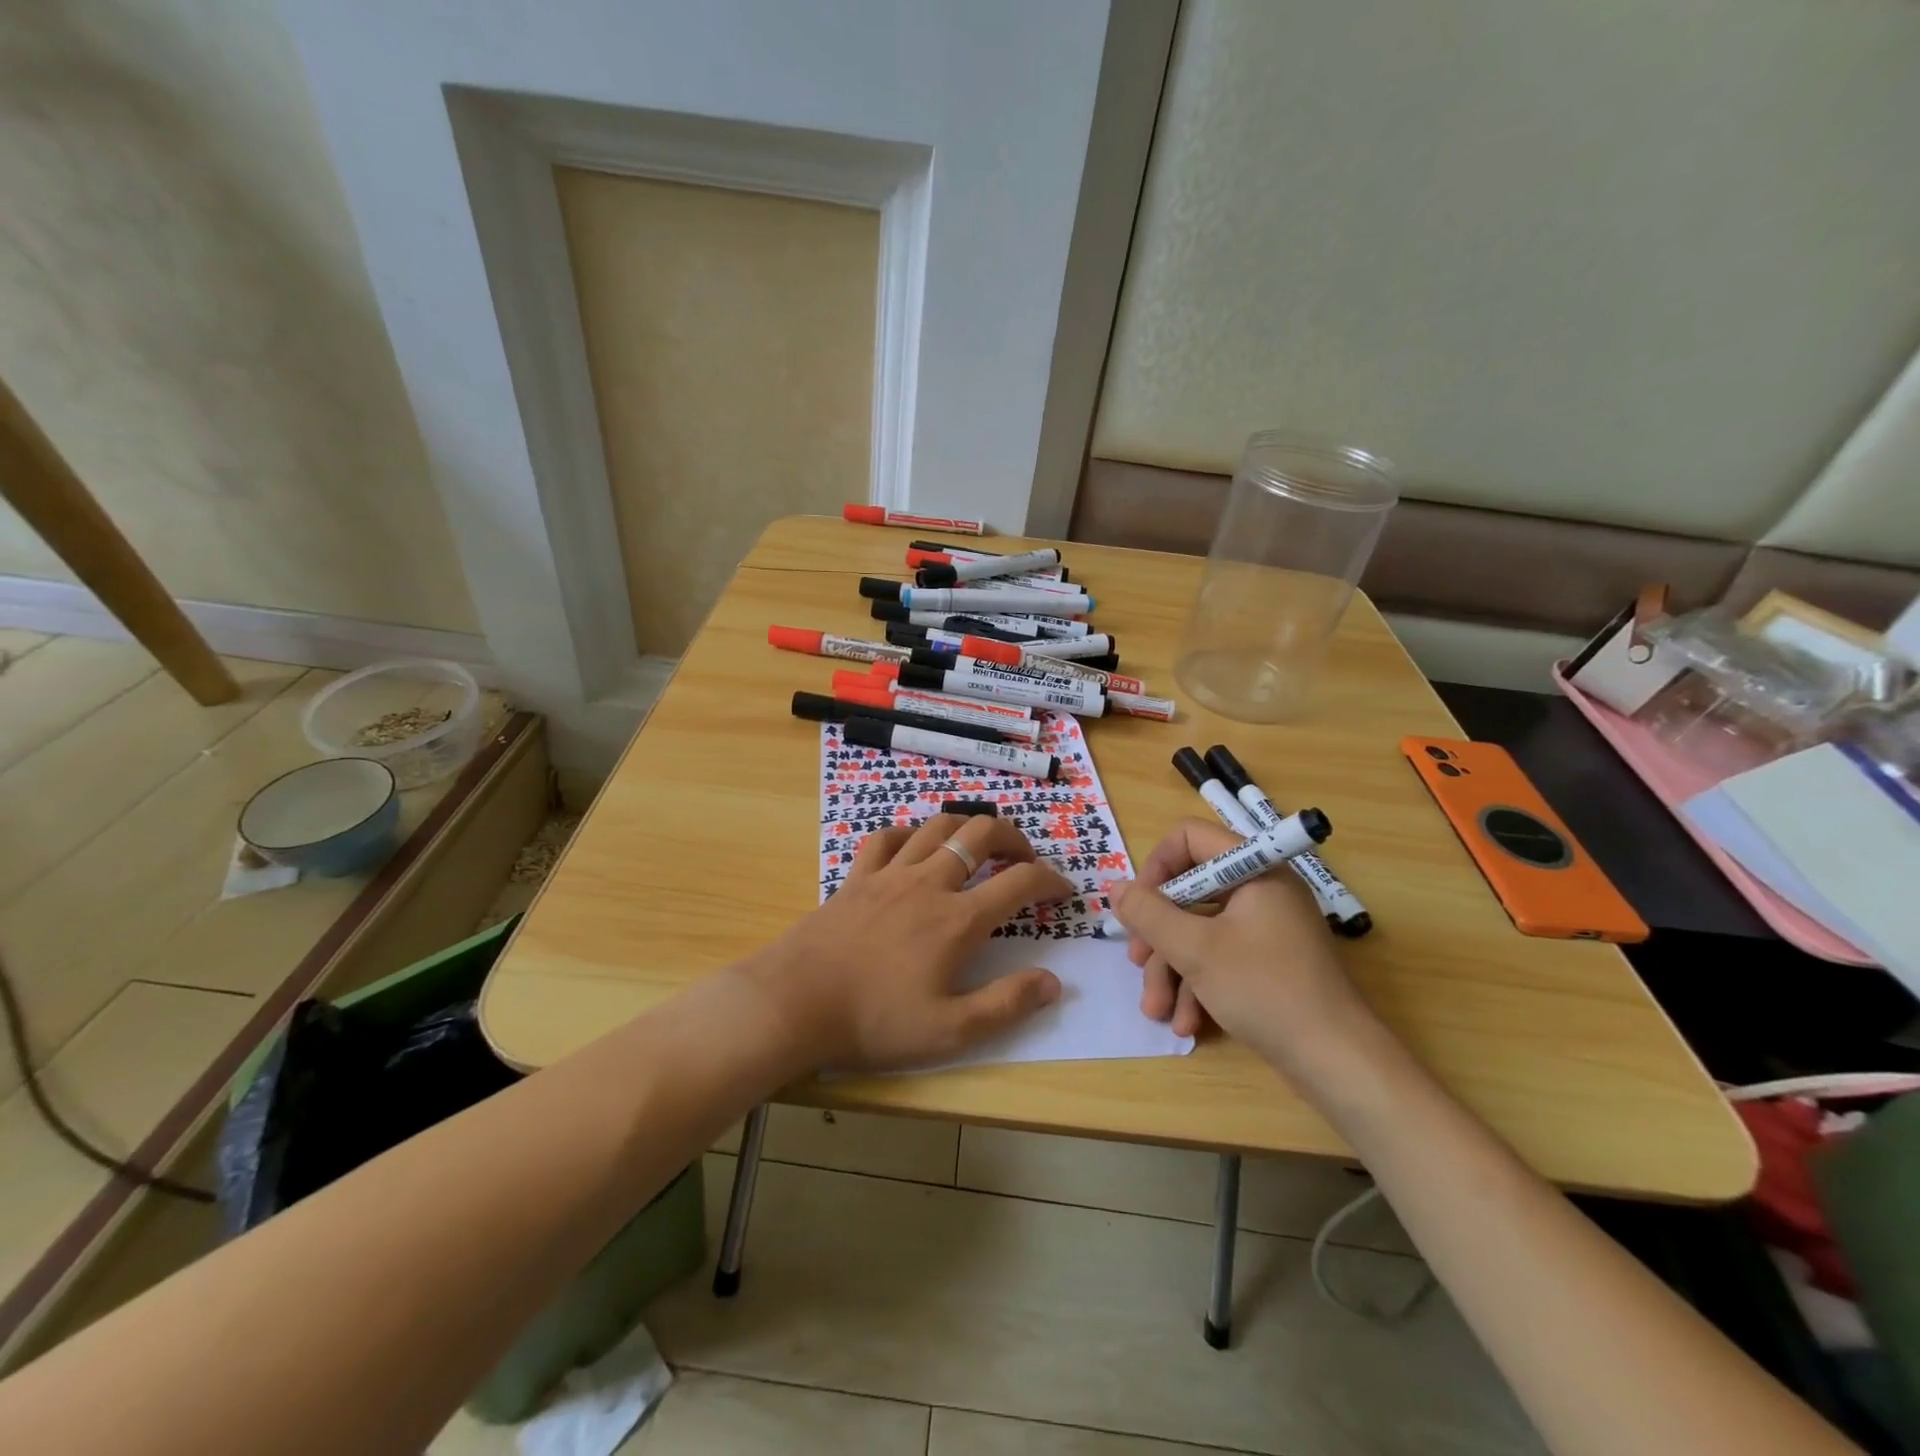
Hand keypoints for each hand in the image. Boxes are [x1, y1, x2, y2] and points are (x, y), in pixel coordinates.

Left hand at [742, 813, 1072, 1070]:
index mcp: (958, 920)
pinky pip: (886, 837)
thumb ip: (1006, 1005)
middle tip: (1025, 858)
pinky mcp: (856, 876)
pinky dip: (909, 834)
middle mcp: (929, 883)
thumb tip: (1053, 982)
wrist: (796, 1002)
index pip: (1020, 882)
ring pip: (937, 827)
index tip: (1064, 890)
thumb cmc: (874, 1021)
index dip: (1051, 880)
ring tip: (978, 846)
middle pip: (980, 833)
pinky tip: (914, 847)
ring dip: (966, 828)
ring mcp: (890, 874)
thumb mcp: (949, 1031)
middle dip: (1014, 836)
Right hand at [1109, 817, 1371, 1068]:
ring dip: (1172, 969)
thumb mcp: (1195, 950)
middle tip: (1137, 962)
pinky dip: (1198, 985)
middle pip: (1189, 891)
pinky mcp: (1267, 962)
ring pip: (1199, 930)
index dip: (1156, 866)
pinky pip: (1219, 956)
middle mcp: (1261, 890)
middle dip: (1158, 934)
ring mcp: (1266, 927)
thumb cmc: (1265, 990)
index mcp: (1255, 869)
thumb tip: (1115, 888)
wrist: (1336, 1062)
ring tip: (1157, 1009)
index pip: (1190, 837)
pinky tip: (1186, 1023)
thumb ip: (1148, 913)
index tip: (1138, 905)